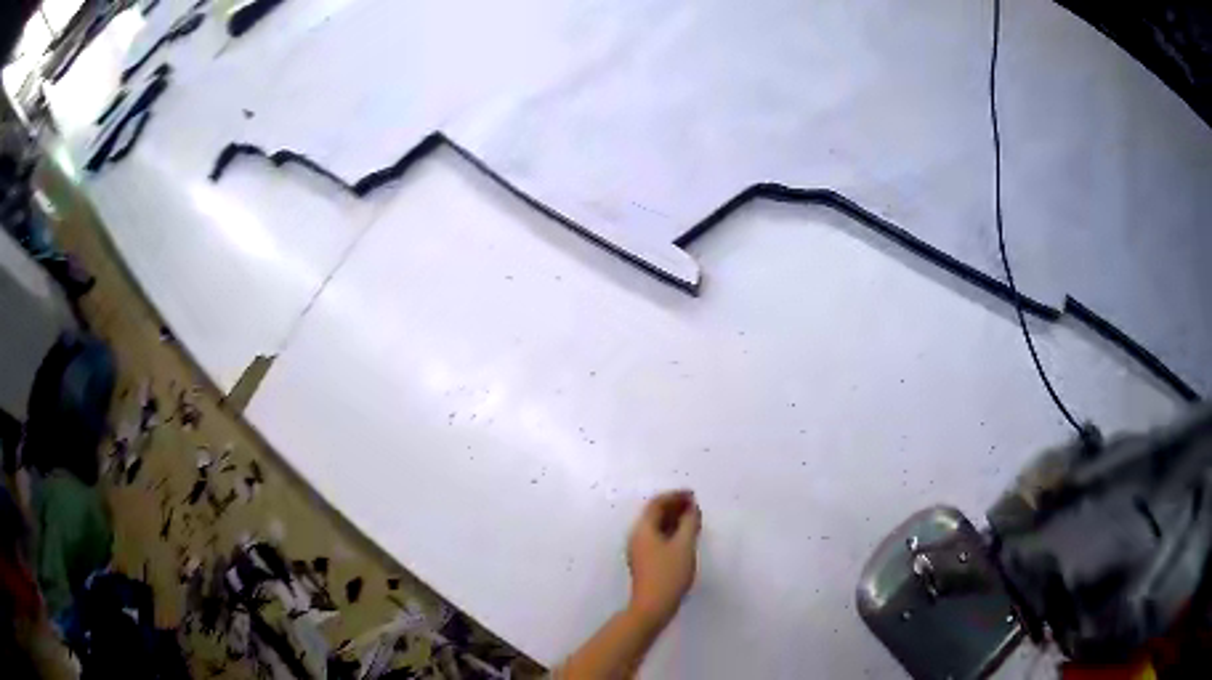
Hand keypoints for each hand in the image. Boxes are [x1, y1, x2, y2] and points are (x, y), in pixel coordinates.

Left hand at [626, 490, 701, 625]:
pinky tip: (685, 537)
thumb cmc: (668, 574)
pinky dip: (671, 531)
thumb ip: (689, 524)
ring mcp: (639, 550)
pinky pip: (658, 537)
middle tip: (695, 505)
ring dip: (674, 519)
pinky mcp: (645, 561)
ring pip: (656, 527)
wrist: (652, 606)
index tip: (693, 495)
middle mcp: (637, 536)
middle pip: (654, 514)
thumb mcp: (684, 546)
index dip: (675, 496)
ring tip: (693, 519)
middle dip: (674, 506)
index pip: (656, 504)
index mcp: (643, 529)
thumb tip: (692, 508)